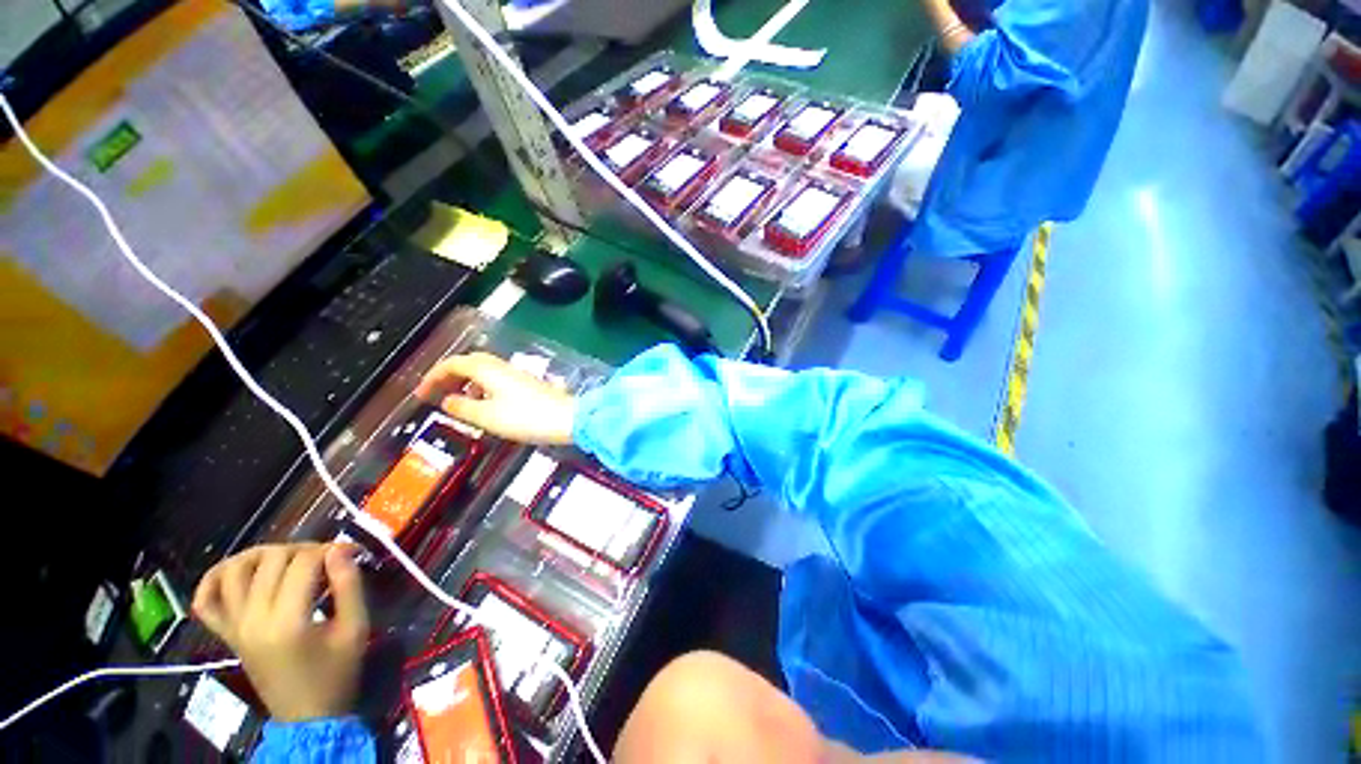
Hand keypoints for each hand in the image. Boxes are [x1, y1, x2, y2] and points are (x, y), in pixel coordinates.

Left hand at [193, 543, 368, 722]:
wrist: (307, 716)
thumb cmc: (338, 672)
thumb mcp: (356, 629)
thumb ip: (349, 586)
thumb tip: (341, 549)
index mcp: (288, 622)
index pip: (304, 563)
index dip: (331, 549)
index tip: (353, 552)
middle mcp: (253, 619)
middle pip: (271, 560)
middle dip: (303, 549)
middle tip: (327, 558)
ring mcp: (235, 626)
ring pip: (234, 571)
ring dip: (261, 554)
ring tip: (287, 558)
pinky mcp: (226, 634)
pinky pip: (205, 600)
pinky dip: (214, 579)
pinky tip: (236, 572)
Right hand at [415, 352, 576, 444]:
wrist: (568, 418)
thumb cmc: (526, 418)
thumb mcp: (487, 417)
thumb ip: (463, 408)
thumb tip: (447, 400)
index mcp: (488, 370)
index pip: (453, 364)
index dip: (433, 376)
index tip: (421, 392)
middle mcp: (502, 367)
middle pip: (470, 363)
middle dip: (450, 375)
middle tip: (437, 392)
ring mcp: (517, 375)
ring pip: (485, 371)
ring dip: (467, 382)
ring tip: (457, 401)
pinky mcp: (528, 385)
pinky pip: (497, 380)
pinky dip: (483, 388)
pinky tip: (485, 405)